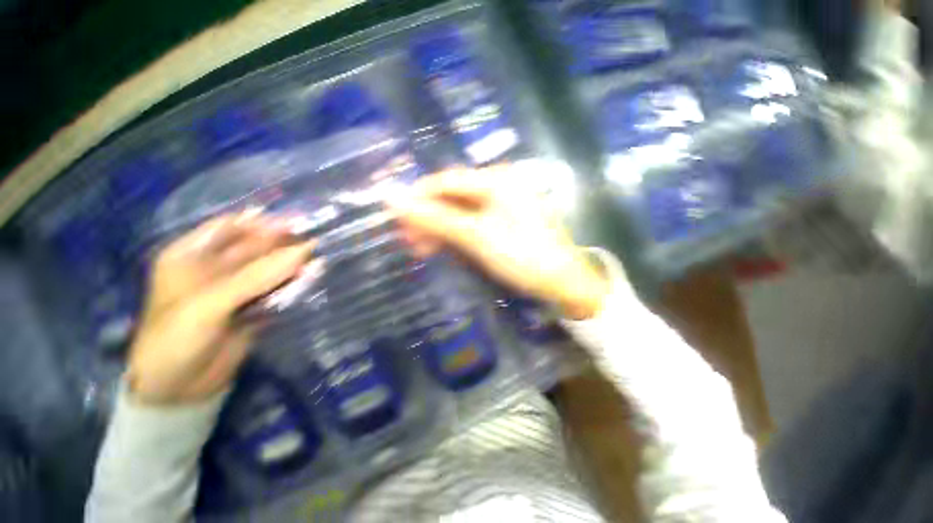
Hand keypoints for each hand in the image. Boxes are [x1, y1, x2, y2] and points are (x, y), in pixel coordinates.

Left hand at [127, 212, 313, 403]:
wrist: (179, 389)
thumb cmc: (175, 339)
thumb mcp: (209, 304)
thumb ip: (256, 277)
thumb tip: (303, 252)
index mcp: (190, 256)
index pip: (228, 227)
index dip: (260, 221)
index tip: (295, 221)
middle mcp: (215, 267)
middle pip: (254, 246)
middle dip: (282, 243)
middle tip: (314, 240)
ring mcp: (237, 288)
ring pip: (270, 267)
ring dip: (293, 264)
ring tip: (317, 261)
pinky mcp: (254, 305)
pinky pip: (278, 288)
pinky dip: (295, 284)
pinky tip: (311, 278)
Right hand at [389, 167, 609, 319]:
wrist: (562, 283)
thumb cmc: (522, 256)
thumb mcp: (476, 237)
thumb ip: (436, 218)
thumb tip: (394, 199)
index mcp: (496, 181)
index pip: (445, 181)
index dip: (418, 197)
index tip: (394, 217)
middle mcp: (499, 186)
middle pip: (453, 197)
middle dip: (429, 218)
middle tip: (408, 240)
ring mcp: (503, 206)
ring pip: (461, 213)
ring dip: (440, 229)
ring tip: (422, 249)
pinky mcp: (504, 223)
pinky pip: (473, 224)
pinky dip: (456, 236)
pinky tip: (445, 249)